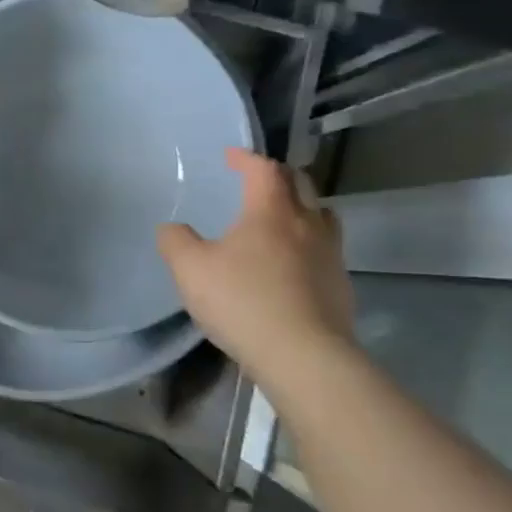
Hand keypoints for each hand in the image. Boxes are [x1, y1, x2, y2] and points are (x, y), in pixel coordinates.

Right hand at [156, 147, 355, 379]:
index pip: (263, 170)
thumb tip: (172, 228)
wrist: (303, 355)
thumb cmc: (243, 301)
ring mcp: (330, 255)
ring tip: (282, 216)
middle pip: (301, 184)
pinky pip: (326, 249)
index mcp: (271, 212)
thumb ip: (175, 242)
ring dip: (302, 206)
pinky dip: (308, 242)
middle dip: (279, 175)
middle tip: (258, 179)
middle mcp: (307, 224)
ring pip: (322, 215)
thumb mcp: (190, 269)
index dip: (246, 158)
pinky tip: (291, 262)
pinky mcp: (340, 286)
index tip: (231, 156)